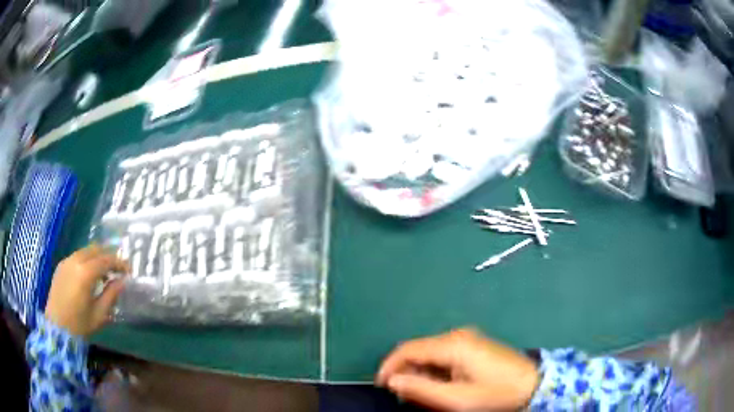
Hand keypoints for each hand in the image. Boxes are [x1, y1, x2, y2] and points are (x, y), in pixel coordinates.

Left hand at [44, 244, 129, 337]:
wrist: (56, 327)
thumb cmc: (79, 324)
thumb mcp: (99, 314)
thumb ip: (111, 295)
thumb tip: (122, 282)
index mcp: (85, 273)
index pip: (106, 260)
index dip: (119, 263)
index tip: (129, 270)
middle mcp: (75, 261)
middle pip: (95, 249)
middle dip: (108, 256)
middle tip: (118, 268)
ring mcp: (66, 261)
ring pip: (86, 251)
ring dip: (97, 257)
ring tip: (105, 272)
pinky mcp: (61, 265)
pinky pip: (77, 256)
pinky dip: (87, 260)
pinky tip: (90, 275)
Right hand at [376, 328, 538, 410]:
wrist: (533, 385)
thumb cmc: (495, 394)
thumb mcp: (456, 399)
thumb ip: (421, 390)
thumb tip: (393, 381)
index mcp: (452, 344)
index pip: (408, 349)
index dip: (389, 366)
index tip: (381, 386)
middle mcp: (457, 335)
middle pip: (418, 351)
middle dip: (407, 373)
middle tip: (407, 397)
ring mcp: (467, 339)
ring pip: (430, 354)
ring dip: (421, 374)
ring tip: (425, 395)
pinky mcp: (473, 345)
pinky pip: (443, 356)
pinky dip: (434, 371)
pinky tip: (441, 386)